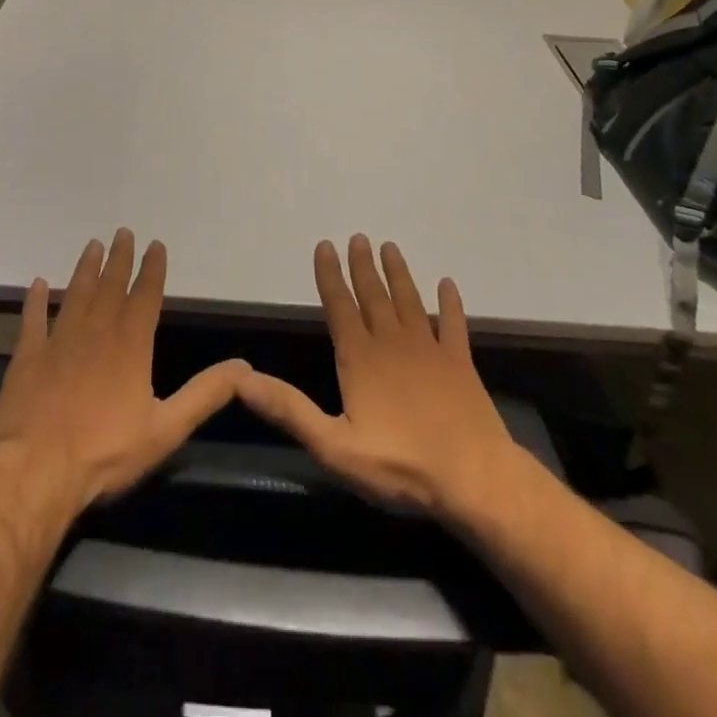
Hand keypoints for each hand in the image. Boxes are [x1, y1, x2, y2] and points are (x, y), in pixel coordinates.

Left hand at [0, 228, 248, 510]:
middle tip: (122, 232)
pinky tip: (37, 283)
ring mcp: (58, 340)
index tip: (155, 244)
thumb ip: (205, 394)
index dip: (152, 269)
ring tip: (92, 245)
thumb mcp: (166, 428)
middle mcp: (96, 330)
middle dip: (119, 258)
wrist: (36, 470)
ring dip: (85, 268)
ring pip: (75, 293)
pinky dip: (35, 300)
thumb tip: (244, 367)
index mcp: (131, 344)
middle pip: (110, 285)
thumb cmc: (105, 452)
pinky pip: (32, 319)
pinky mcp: (28, 355)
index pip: (145, 295)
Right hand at [236, 235, 522, 523]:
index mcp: (360, 358)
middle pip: (374, 296)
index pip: (339, 306)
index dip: (330, 276)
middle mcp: (392, 343)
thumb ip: (290, 409)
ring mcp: (430, 350)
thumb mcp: (334, 446)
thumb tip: (242, 379)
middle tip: (359, 237)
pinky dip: (450, 304)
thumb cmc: (401, 465)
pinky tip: (448, 285)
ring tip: (390, 247)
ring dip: (399, 274)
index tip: (326, 245)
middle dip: (363, 266)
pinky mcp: (460, 364)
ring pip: (409, 301)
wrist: (475, 479)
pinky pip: (454, 325)